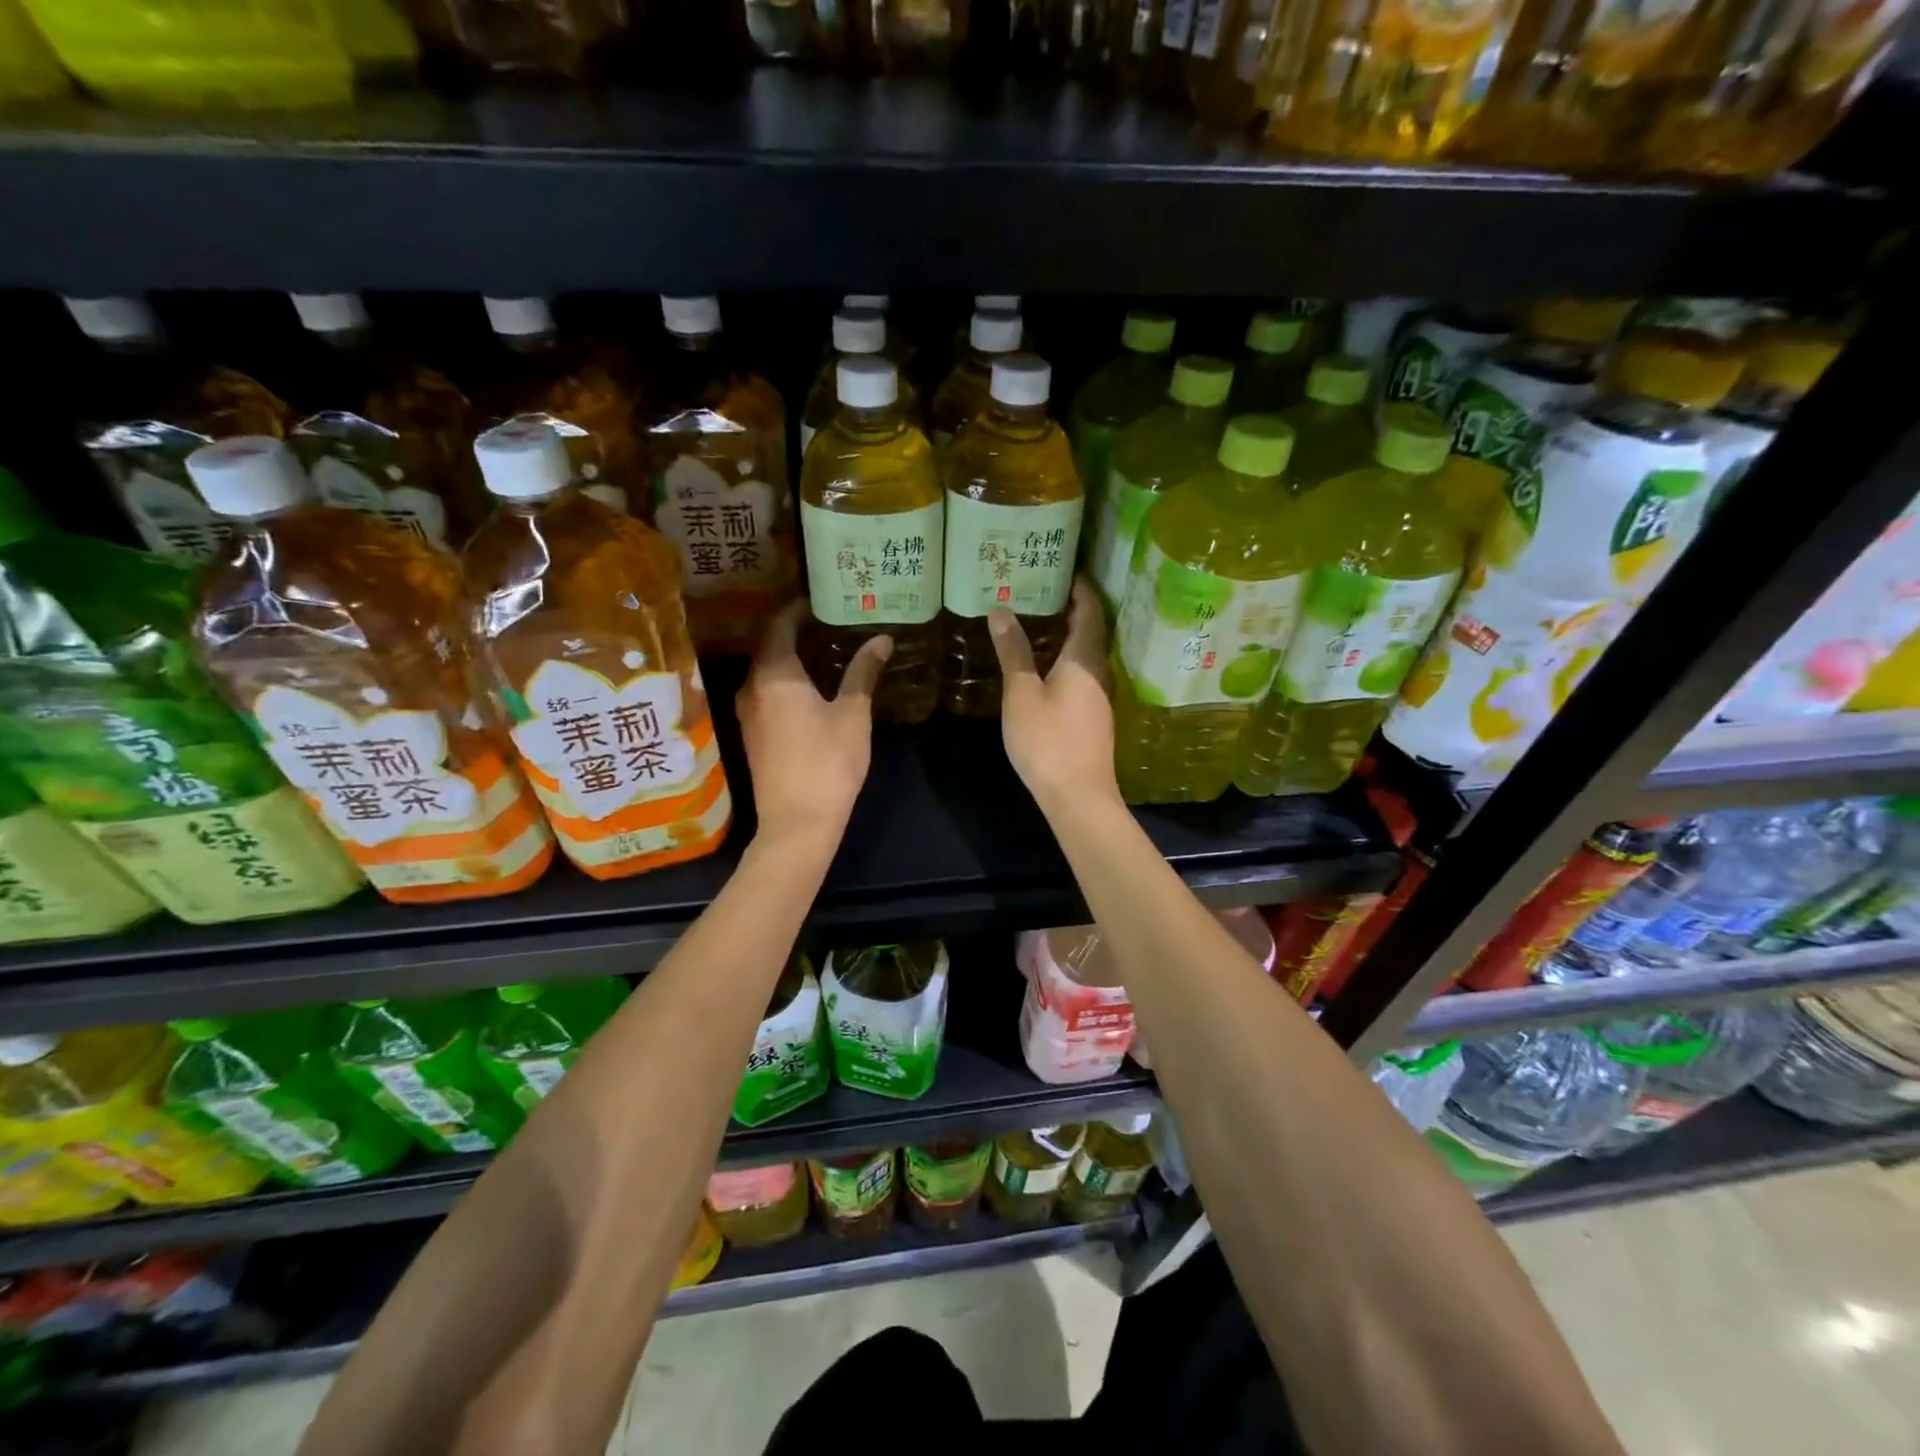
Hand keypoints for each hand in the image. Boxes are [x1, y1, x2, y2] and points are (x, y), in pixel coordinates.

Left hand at [737, 600, 890, 844]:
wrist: (797, 822)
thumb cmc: (828, 762)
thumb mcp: (852, 714)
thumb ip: (863, 672)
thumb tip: (882, 639)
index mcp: (774, 674)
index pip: (778, 625)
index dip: (797, 609)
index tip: (820, 601)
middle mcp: (752, 687)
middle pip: (767, 645)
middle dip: (793, 630)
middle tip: (828, 622)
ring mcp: (747, 712)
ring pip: (764, 670)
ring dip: (788, 656)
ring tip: (823, 650)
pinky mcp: (752, 734)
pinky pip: (764, 692)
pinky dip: (784, 680)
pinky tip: (810, 687)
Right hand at [989, 577, 1120, 814]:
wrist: (1078, 796)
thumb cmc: (1047, 740)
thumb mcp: (1021, 693)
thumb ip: (1013, 652)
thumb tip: (1001, 610)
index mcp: (1084, 659)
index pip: (1090, 612)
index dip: (1081, 589)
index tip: (1065, 571)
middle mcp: (1099, 673)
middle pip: (1091, 632)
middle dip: (1071, 610)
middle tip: (1042, 592)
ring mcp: (1100, 698)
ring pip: (1086, 656)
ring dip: (1068, 638)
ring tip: (1038, 625)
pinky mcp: (1094, 719)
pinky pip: (1082, 677)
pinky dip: (1066, 662)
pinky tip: (1045, 668)